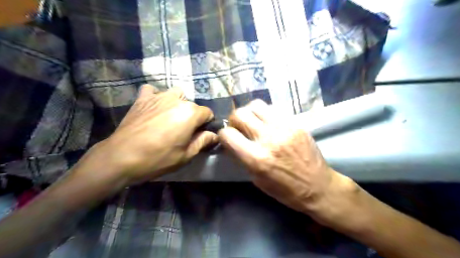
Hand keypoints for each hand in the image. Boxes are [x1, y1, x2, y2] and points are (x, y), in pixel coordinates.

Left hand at [93, 86, 217, 186]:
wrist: (121, 157)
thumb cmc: (158, 158)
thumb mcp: (186, 155)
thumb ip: (203, 141)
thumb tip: (214, 135)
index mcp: (191, 113)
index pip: (208, 113)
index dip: (206, 124)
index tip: (200, 134)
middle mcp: (177, 100)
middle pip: (192, 105)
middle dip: (192, 116)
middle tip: (183, 131)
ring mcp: (158, 96)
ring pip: (176, 94)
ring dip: (177, 103)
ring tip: (170, 117)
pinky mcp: (143, 98)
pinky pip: (152, 90)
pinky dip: (155, 96)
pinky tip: (153, 106)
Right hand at [218, 99, 352, 219]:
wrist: (318, 186)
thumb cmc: (285, 190)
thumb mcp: (257, 179)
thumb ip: (242, 157)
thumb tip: (232, 141)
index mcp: (256, 158)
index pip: (228, 134)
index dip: (223, 135)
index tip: (227, 138)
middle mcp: (268, 139)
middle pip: (240, 114)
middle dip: (234, 120)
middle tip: (239, 127)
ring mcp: (284, 128)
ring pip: (256, 105)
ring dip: (249, 112)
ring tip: (253, 122)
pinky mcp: (296, 123)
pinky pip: (273, 110)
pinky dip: (265, 115)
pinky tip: (268, 124)